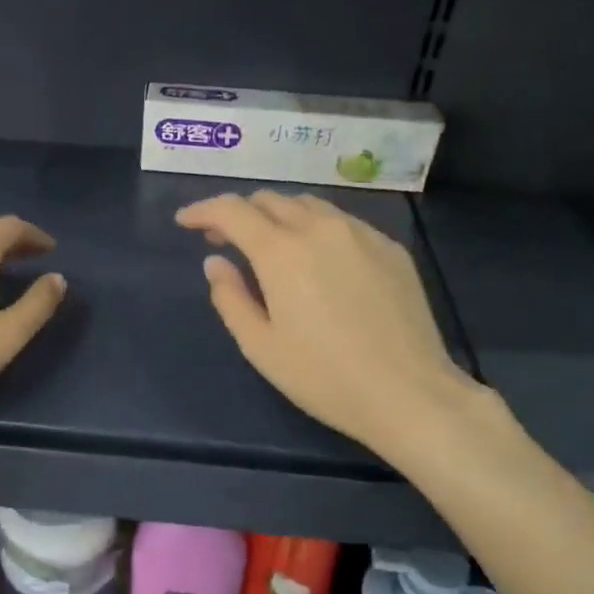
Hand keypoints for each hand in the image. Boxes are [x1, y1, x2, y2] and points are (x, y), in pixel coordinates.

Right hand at [176, 192, 485, 461]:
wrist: (408, 393)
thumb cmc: (323, 377)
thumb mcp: (261, 346)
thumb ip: (230, 297)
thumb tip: (215, 262)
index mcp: (281, 251)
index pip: (231, 210)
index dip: (203, 211)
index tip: (185, 222)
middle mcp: (320, 227)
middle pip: (269, 200)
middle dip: (239, 214)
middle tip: (224, 242)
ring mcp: (361, 233)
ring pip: (308, 205)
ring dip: (278, 216)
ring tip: (269, 247)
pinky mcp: (389, 247)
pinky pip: (341, 222)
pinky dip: (315, 228)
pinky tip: (317, 260)